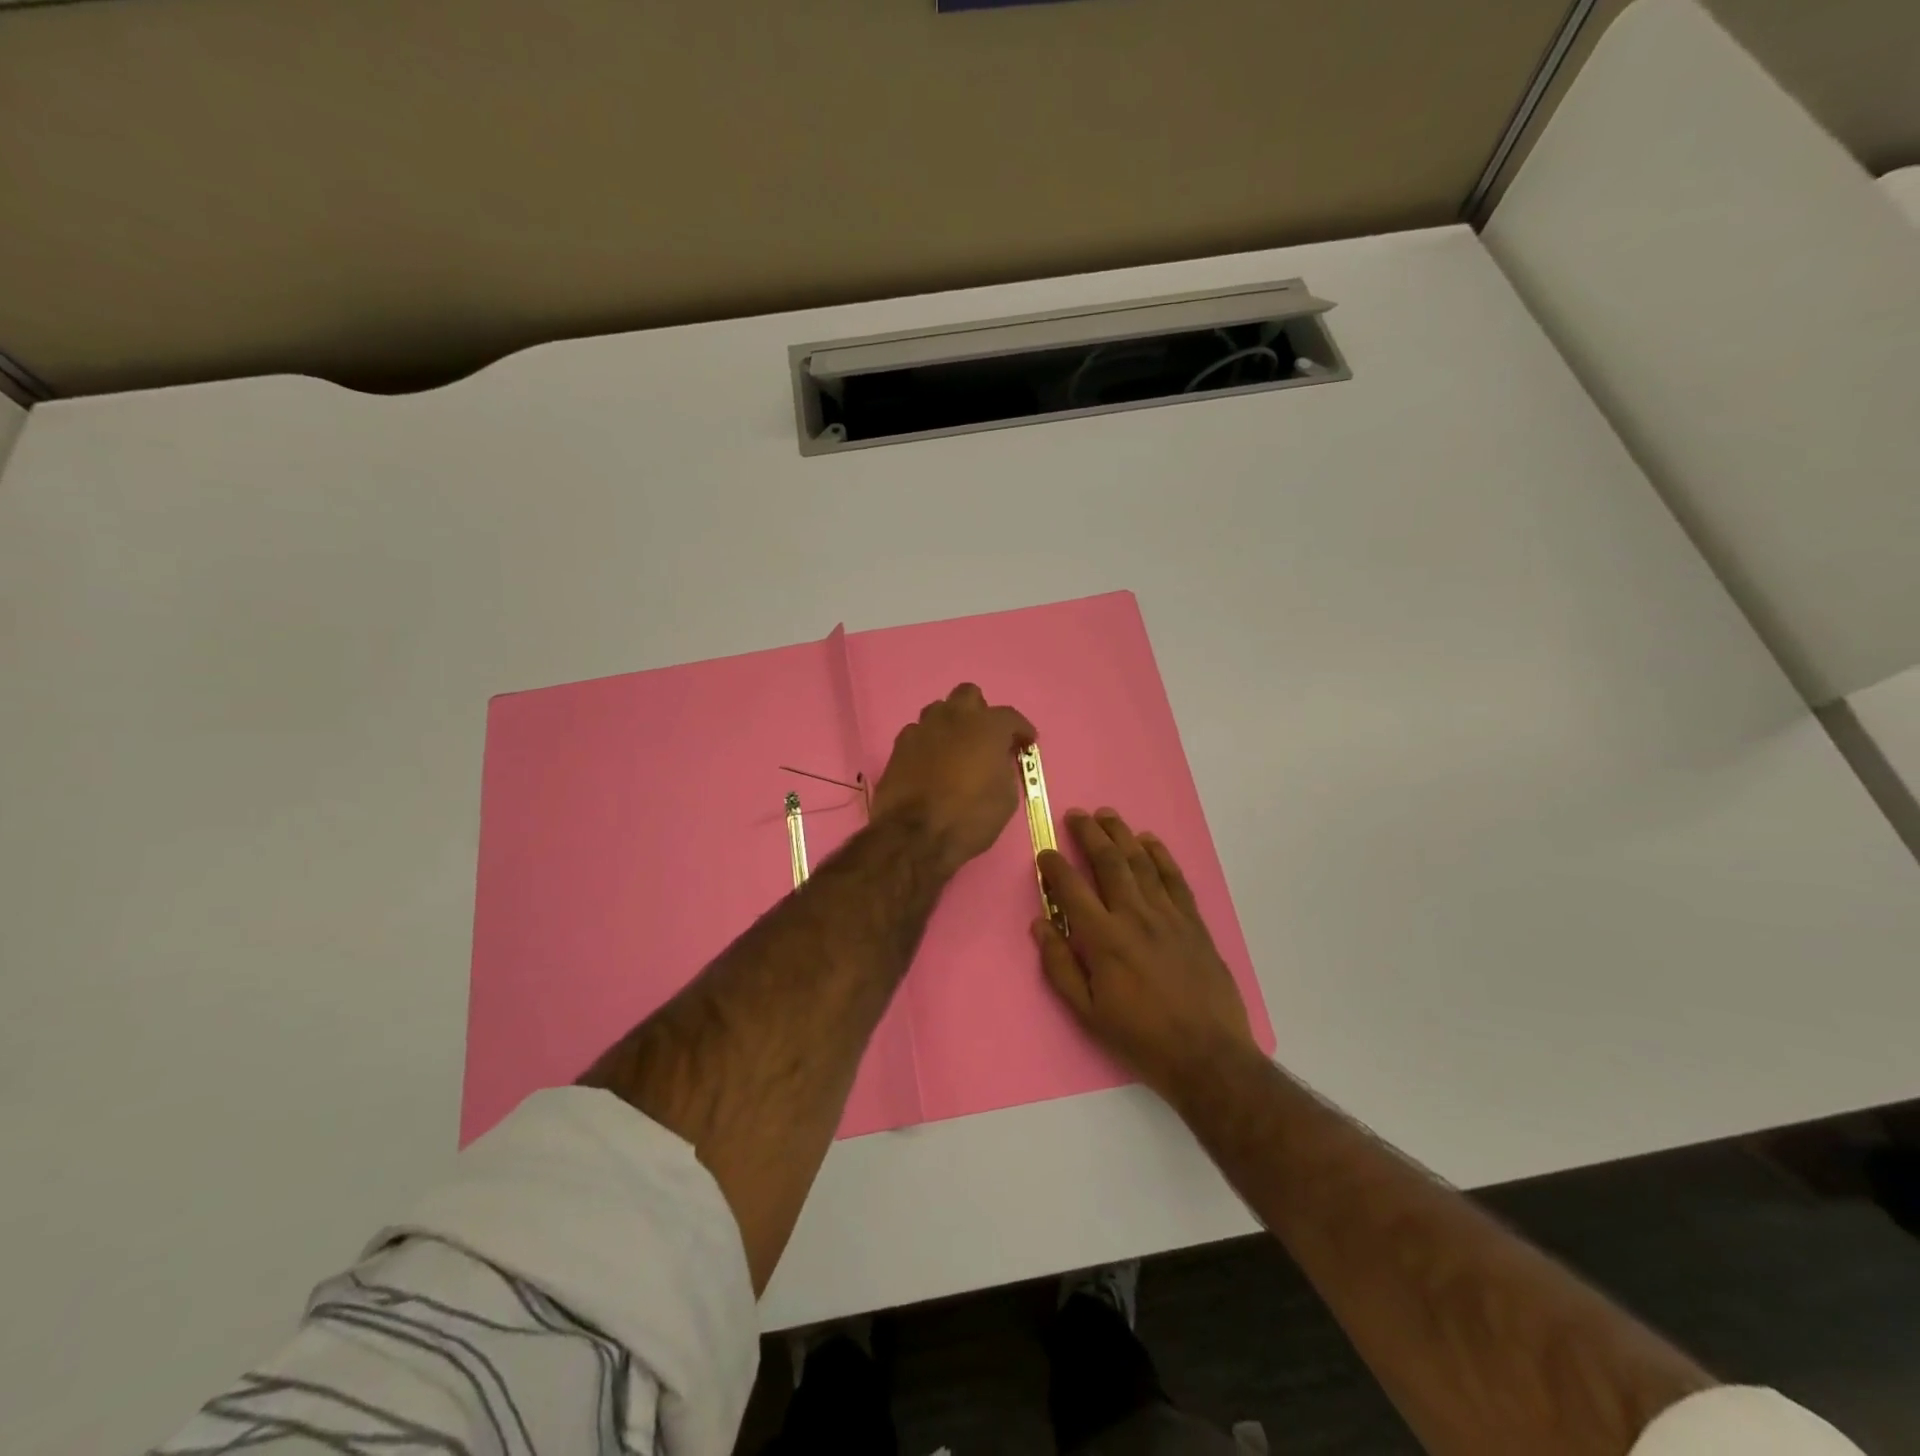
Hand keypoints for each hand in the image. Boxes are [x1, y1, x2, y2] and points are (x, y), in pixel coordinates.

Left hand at [870, 684, 1034, 875]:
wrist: (915, 835)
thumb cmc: (970, 817)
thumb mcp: (1006, 797)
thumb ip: (1005, 768)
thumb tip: (998, 760)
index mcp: (987, 726)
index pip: (1010, 716)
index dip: (1021, 730)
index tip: (1026, 743)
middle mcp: (954, 717)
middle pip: (968, 695)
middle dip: (980, 711)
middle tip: (985, 736)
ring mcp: (922, 728)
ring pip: (939, 710)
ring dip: (951, 723)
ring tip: (956, 747)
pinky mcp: (899, 745)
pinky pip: (918, 732)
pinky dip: (928, 742)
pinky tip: (930, 762)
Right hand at [1034, 808, 1258, 1102]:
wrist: (1207, 1055)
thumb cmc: (1141, 1037)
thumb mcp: (1088, 1012)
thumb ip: (1060, 965)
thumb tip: (1040, 925)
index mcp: (1104, 939)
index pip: (1072, 888)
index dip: (1055, 866)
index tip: (1045, 852)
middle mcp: (1135, 916)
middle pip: (1109, 862)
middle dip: (1089, 834)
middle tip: (1076, 814)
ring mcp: (1168, 915)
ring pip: (1141, 862)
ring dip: (1122, 834)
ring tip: (1107, 815)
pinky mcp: (1193, 921)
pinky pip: (1174, 878)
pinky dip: (1161, 855)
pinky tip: (1149, 841)